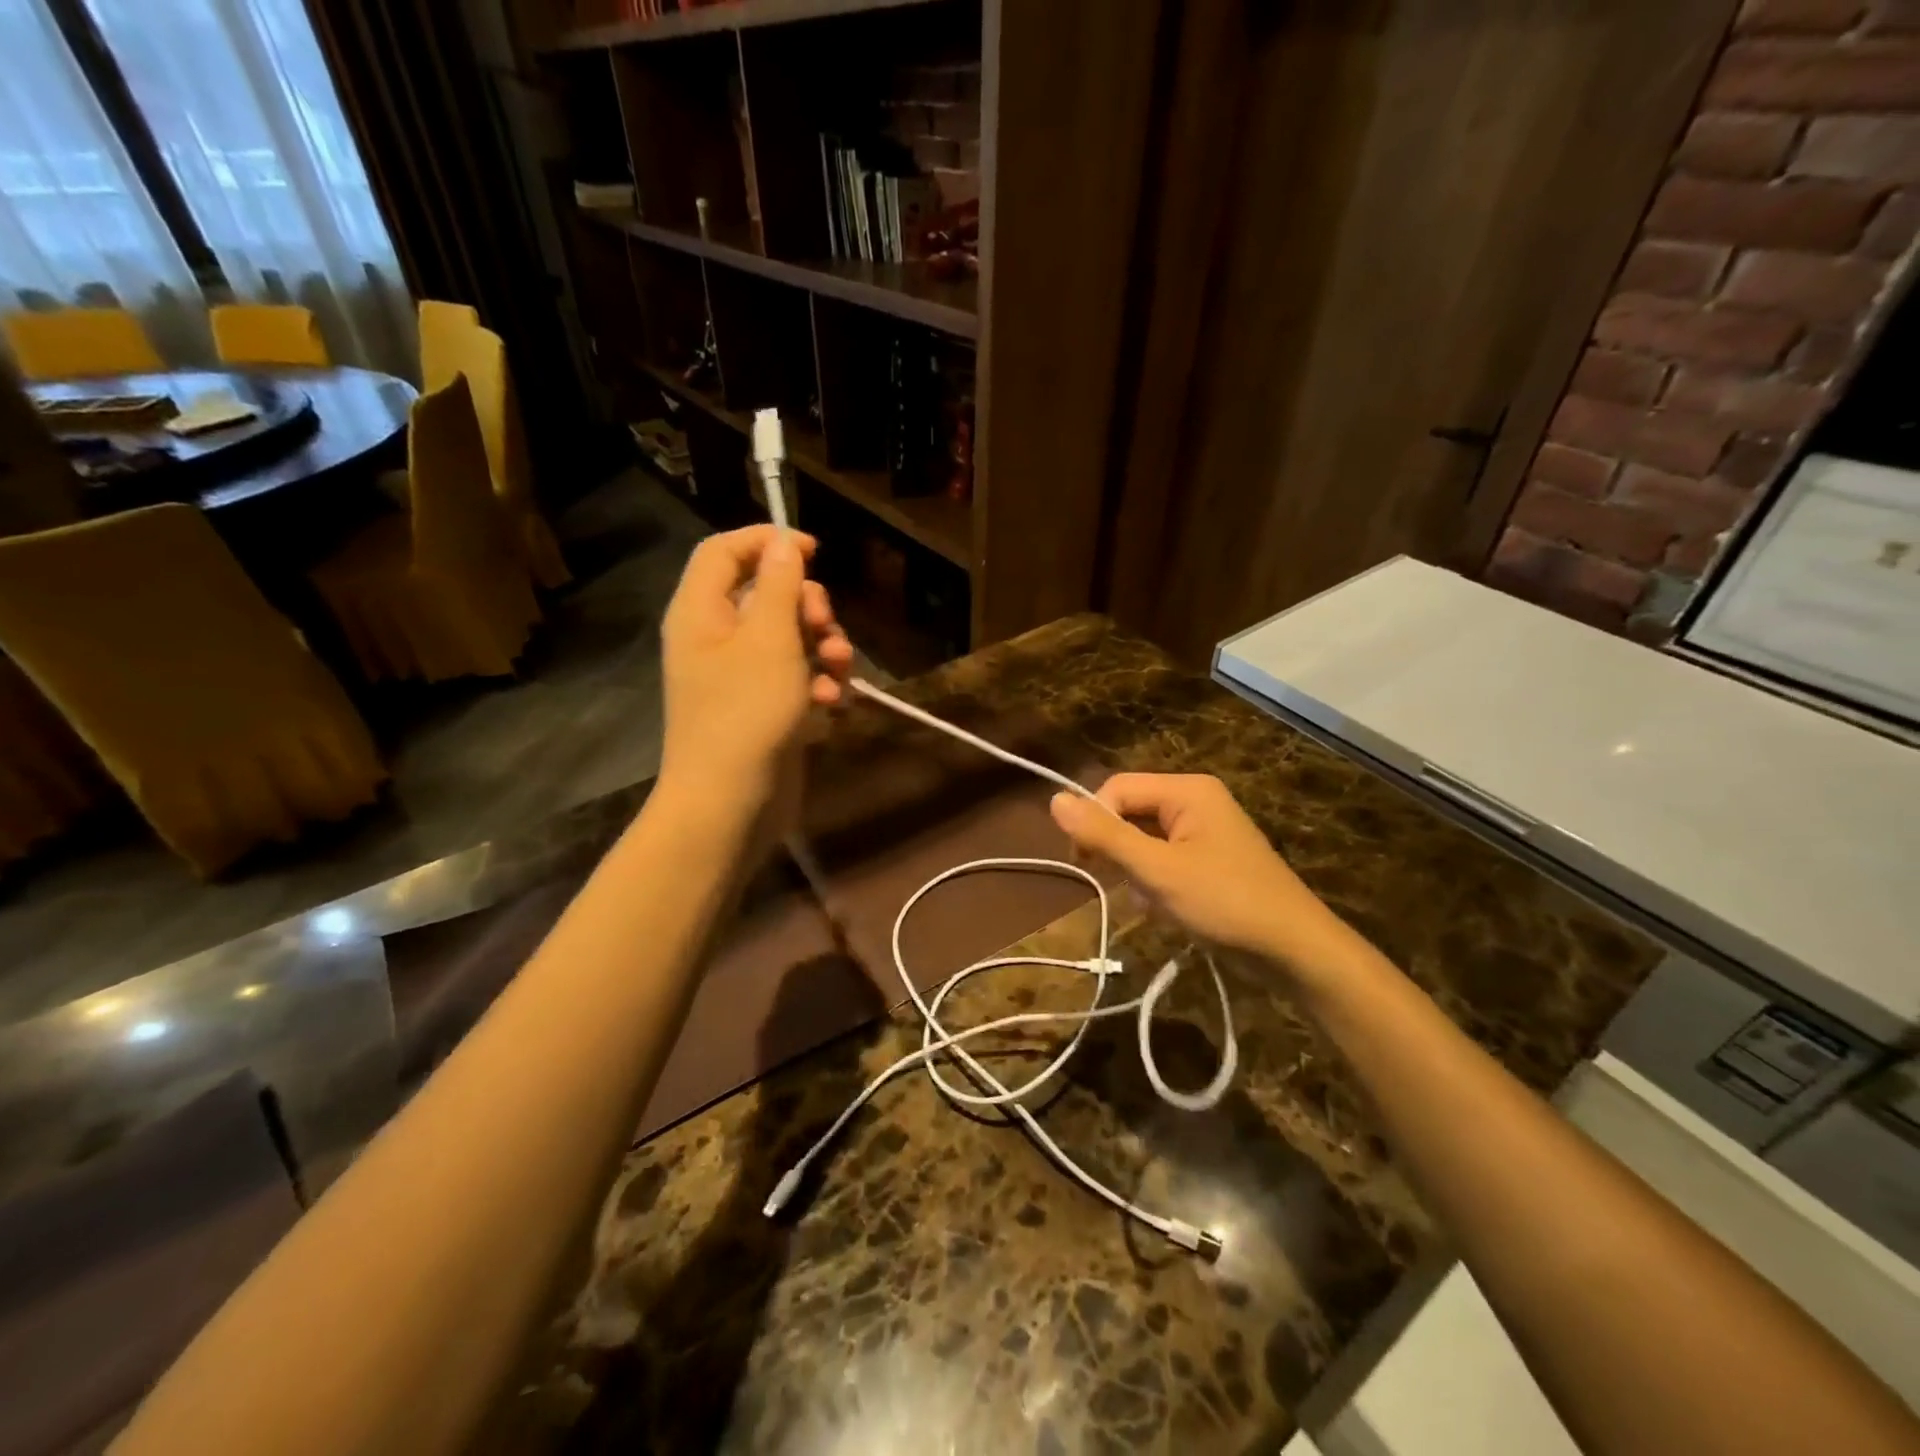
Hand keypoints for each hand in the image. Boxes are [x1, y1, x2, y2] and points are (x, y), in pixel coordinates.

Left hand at [659, 527, 852, 814]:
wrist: (730, 803)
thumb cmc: (747, 712)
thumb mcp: (771, 639)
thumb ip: (780, 586)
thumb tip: (782, 544)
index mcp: (702, 611)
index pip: (725, 550)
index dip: (767, 541)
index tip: (813, 551)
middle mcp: (715, 638)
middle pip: (765, 594)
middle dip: (808, 605)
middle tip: (826, 625)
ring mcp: (737, 676)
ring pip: (787, 637)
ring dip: (821, 646)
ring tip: (839, 668)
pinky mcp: (760, 707)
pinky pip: (792, 677)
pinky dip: (815, 682)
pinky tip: (832, 702)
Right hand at [1050, 773, 1356, 975]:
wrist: (1295, 951)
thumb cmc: (1224, 902)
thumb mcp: (1157, 870)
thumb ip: (1105, 835)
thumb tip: (1053, 799)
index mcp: (1187, 790)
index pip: (1117, 788)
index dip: (1094, 820)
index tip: (1084, 862)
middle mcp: (1196, 801)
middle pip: (1131, 812)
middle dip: (1118, 850)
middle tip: (1115, 884)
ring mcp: (1205, 832)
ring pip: (1144, 840)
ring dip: (1136, 871)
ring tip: (1151, 902)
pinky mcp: (1210, 861)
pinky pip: (1164, 859)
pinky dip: (1155, 883)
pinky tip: (1165, 909)